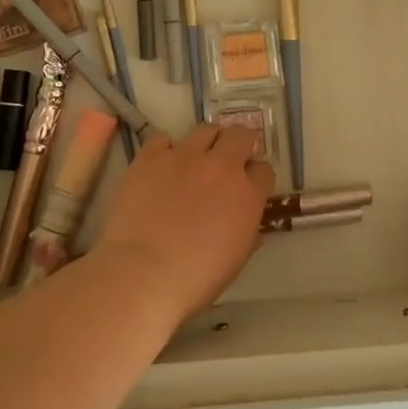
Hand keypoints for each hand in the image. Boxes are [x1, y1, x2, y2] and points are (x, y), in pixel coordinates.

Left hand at [95, 124, 275, 324]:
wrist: (143, 273)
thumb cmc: (196, 279)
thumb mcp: (235, 261)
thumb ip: (247, 234)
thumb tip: (249, 226)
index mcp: (247, 195)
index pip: (264, 170)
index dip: (256, 177)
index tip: (248, 186)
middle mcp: (221, 167)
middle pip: (240, 136)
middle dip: (239, 144)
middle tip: (228, 160)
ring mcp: (184, 157)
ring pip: (205, 129)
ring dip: (207, 141)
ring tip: (196, 158)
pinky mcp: (150, 157)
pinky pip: (163, 139)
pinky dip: (165, 149)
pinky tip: (161, 165)